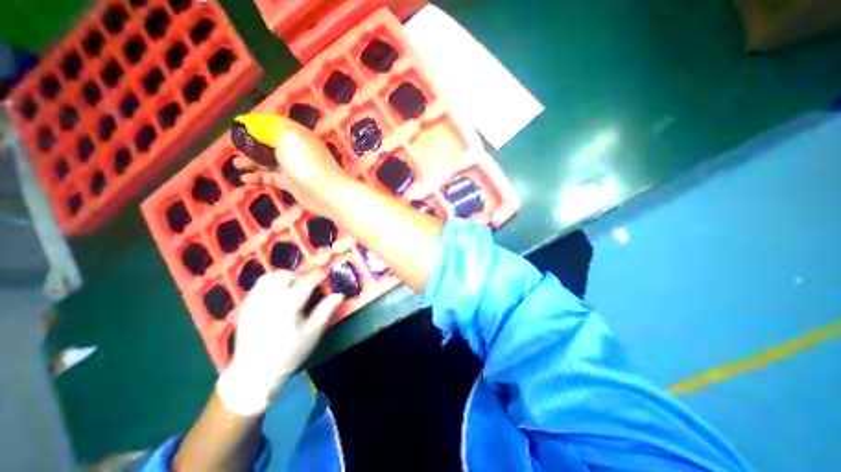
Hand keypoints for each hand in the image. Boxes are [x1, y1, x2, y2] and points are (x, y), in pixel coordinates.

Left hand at [220, 270, 347, 413]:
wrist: (255, 374)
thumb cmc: (289, 353)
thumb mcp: (313, 333)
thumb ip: (326, 310)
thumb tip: (340, 294)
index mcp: (288, 306)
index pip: (306, 282)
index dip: (318, 276)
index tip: (325, 274)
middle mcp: (269, 300)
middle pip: (284, 275)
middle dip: (299, 276)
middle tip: (307, 286)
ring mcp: (254, 303)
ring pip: (268, 277)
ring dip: (283, 277)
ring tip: (291, 288)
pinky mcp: (245, 307)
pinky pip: (258, 286)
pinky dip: (270, 284)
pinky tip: (277, 295)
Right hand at [231, 118, 351, 215]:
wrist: (325, 192)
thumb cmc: (305, 162)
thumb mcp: (285, 138)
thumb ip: (267, 131)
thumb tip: (253, 126)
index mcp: (298, 134)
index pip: (276, 124)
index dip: (258, 123)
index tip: (239, 126)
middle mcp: (296, 149)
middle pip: (271, 143)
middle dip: (252, 144)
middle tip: (235, 146)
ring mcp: (294, 167)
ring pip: (270, 162)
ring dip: (252, 161)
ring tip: (236, 164)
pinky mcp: (292, 183)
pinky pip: (272, 178)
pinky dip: (259, 178)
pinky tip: (245, 180)